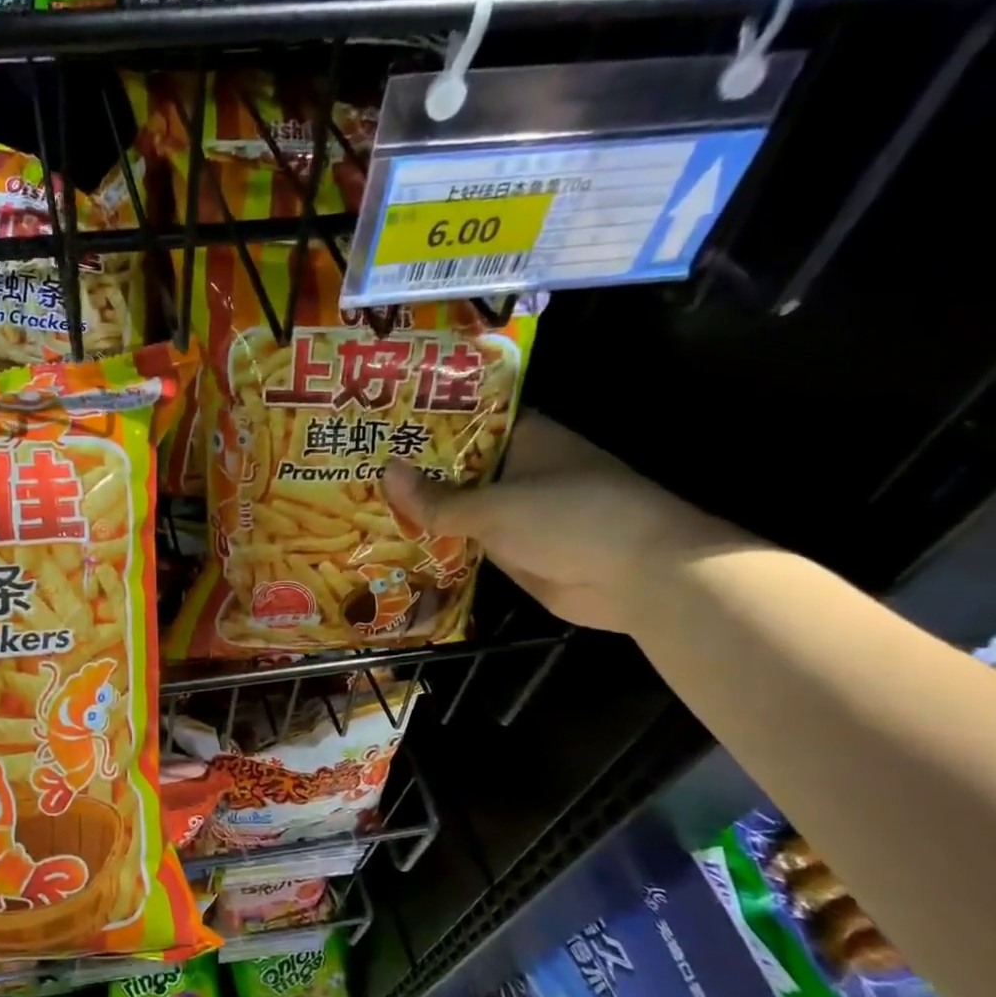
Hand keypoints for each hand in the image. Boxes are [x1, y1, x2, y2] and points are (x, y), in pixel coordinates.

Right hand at [382, 413, 754, 634]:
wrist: (638, 577)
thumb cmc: (570, 518)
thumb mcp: (494, 506)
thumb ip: (438, 498)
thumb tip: (385, 472)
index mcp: (526, 438)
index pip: (470, 419)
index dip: (427, 420)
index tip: (382, 422)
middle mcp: (521, 469)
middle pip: (459, 465)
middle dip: (416, 469)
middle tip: (357, 467)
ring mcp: (518, 511)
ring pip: (461, 506)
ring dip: (424, 510)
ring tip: (362, 502)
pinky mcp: (515, 549)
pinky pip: (468, 541)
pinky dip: (440, 543)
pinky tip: (395, 543)